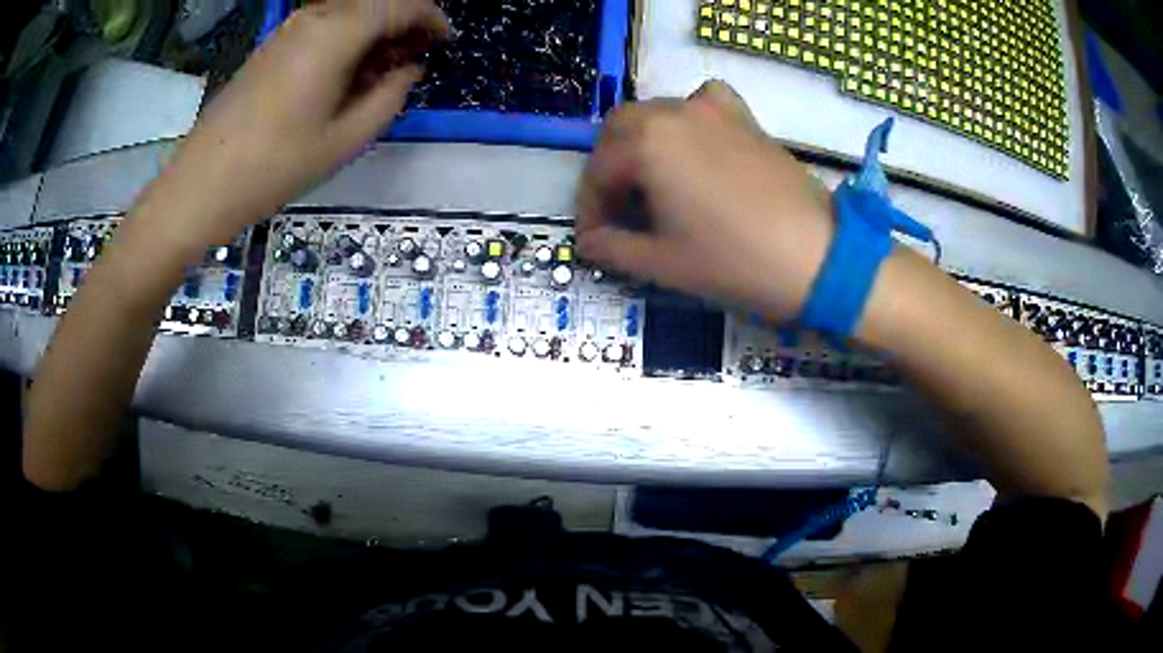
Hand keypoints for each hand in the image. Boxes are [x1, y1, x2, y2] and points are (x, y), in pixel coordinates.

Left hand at [149, 0, 449, 248]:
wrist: (202, 183)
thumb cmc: (275, 165)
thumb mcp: (346, 139)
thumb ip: (390, 96)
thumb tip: (409, 69)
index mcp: (338, 32)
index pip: (402, 4)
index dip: (432, 19)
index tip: (447, 41)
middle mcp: (315, 16)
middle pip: (375, 2)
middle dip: (404, 24)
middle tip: (416, 58)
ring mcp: (289, 28)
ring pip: (350, 12)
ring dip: (375, 32)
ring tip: (383, 70)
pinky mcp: (273, 44)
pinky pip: (324, 25)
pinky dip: (347, 39)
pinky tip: (346, 72)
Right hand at [576, 80, 833, 319]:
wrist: (816, 258)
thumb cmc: (734, 262)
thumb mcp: (661, 263)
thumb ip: (612, 247)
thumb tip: (588, 241)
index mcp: (647, 143)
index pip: (599, 171)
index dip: (590, 208)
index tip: (593, 239)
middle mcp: (674, 112)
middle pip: (620, 130)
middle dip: (609, 169)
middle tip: (616, 210)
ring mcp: (713, 110)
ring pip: (657, 113)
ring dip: (640, 143)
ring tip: (649, 183)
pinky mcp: (745, 118)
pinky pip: (702, 103)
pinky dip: (686, 119)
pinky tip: (693, 145)